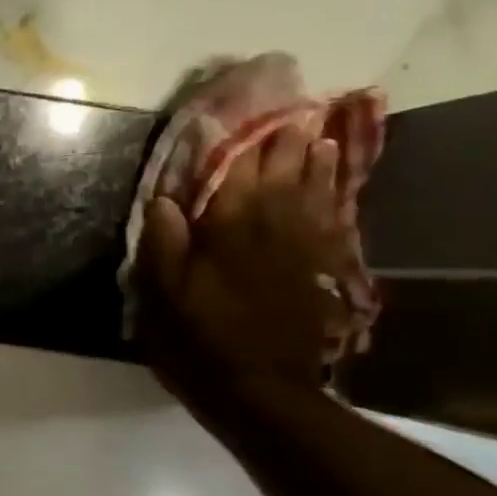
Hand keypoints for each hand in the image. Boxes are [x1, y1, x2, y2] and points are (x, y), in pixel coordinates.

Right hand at [137, 126, 351, 405]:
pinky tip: (334, 181)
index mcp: (228, 230)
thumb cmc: (200, 338)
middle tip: (291, 107)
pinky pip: (331, 218)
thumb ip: (164, 243)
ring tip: (317, 131)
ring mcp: (301, 247)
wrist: (261, 388)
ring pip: (312, 190)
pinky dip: (333, 193)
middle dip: (283, 140)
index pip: (233, 172)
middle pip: (280, 173)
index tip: (242, 109)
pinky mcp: (319, 269)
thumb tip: (164, 198)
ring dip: (315, 160)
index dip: (238, 140)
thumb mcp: (163, 295)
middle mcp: (270, 227)